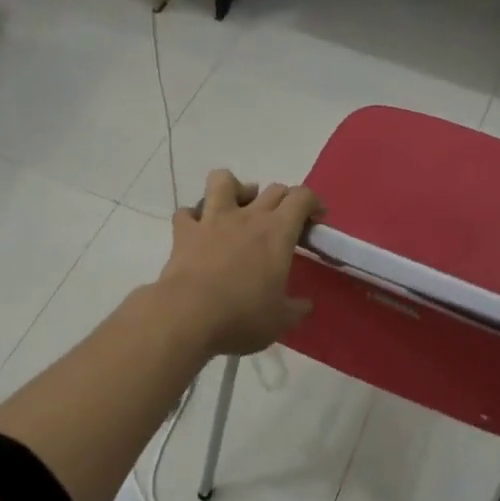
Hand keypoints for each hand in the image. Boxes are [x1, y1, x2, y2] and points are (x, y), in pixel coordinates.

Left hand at [159, 170, 322, 356]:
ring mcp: (213, 220)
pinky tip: (200, 230)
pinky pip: (187, 212)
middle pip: (272, 189)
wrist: (188, 315)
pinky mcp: (184, 232)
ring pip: (222, 180)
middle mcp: (248, 216)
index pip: (302, 198)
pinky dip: (194, 217)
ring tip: (239, 207)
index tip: (315, 220)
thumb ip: (296, 308)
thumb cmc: (242, 316)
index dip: (312, 203)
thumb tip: (306, 305)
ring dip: (235, 188)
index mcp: (278, 232)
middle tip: (284, 222)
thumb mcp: (280, 320)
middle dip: (284, 199)